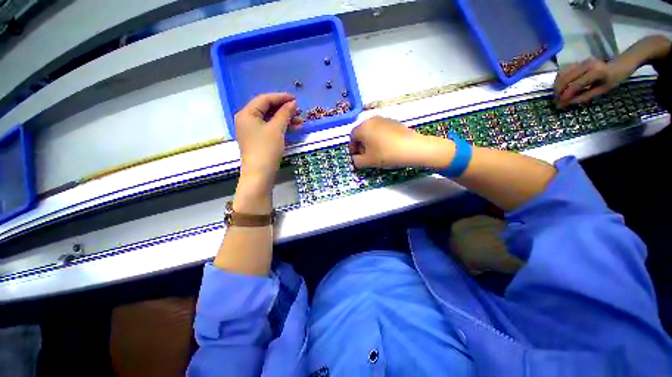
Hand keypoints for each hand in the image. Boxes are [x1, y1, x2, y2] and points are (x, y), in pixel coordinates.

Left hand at [235, 93, 297, 184]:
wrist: (260, 173)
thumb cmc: (266, 149)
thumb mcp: (277, 129)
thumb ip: (284, 114)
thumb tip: (293, 103)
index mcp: (247, 113)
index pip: (264, 99)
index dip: (281, 98)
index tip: (295, 99)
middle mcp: (246, 119)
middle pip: (266, 109)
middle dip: (284, 110)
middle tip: (298, 112)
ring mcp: (251, 130)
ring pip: (269, 120)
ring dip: (284, 120)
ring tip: (299, 123)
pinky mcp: (257, 139)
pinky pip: (269, 128)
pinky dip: (280, 128)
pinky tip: (292, 130)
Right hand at [348, 116, 453, 168]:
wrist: (412, 148)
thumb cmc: (386, 154)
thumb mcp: (368, 161)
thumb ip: (356, 161)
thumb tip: (355, 159)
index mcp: (363, 127)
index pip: (352, 137)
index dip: (352, 148)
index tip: (356, 156)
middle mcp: (371, 120)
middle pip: (362, 133)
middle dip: (361, 145)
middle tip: (365, 155)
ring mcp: (384, 119)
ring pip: (372, 131)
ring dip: (370, 141)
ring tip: (376, 152)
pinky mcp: (394, 122)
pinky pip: (381, 130)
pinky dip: (380, 138)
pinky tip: (386, 147)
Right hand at [554, 58, 631, 107]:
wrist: (620, 64)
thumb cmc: (614, 79)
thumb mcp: (603, 90)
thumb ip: (585, 96)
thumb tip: (569, 103)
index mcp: (595, 72)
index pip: (574, 85)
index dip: (566, 96)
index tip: (560, 105)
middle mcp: (586, 65)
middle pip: (565, 79)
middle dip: (558, 91)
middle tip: (556, 101)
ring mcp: (581, 62)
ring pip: (562, 75)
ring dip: (557, 86)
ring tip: (557, 95)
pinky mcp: (578, 62)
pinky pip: (564, 71)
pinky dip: (559, 80)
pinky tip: (560, 87)